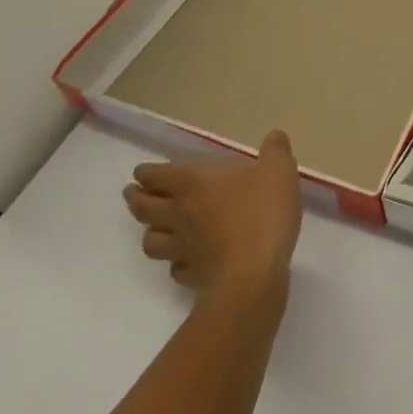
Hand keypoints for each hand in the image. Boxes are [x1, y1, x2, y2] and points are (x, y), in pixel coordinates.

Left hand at [123, 131, 302, 298]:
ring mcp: (183, 248)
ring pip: (151, 241)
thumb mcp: (279, 170)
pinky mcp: (192, 277)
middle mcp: (180, 213)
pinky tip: (186, 262)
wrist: (252, 275)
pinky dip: (176, 264)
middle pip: (144, 208)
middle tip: (133, 194)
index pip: (156, 175)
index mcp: (193, 182)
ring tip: (155, 228)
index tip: (140, 172)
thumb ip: (276, 151)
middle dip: (136, 199)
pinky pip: (176, 269)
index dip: (146, 173)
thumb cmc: (262, 213)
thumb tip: (275, 136)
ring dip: (150, 233)